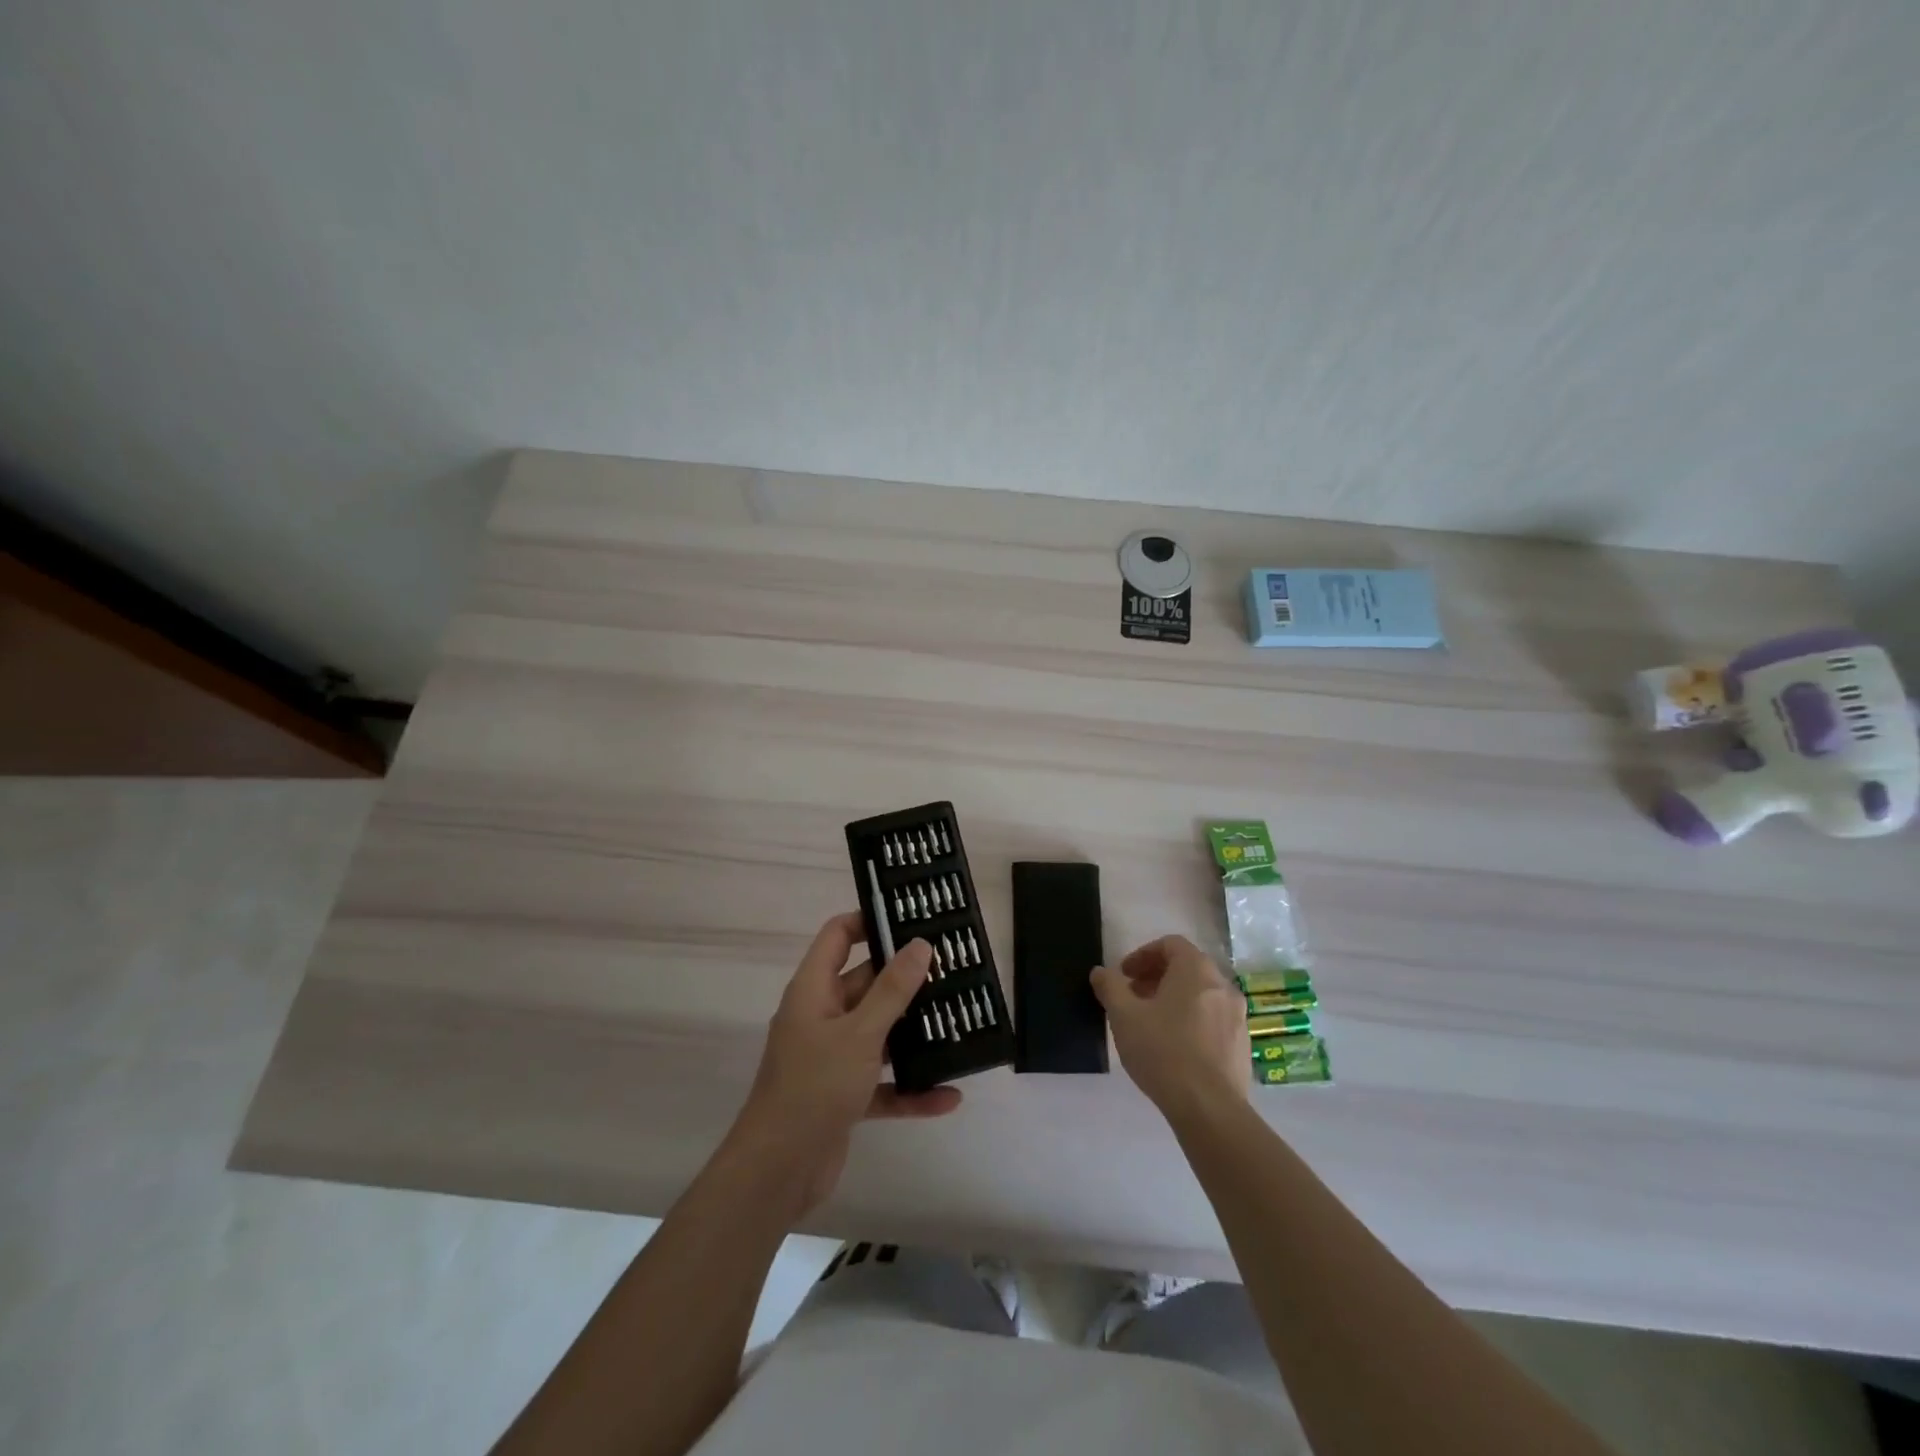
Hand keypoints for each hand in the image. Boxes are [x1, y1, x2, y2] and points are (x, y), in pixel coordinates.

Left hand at [731, 912, 961, 1213]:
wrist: (777, 1172)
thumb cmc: (815, 1086)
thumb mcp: (860, 1033)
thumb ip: (892, 989)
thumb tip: (920, 945)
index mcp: (813, 990)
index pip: (838, 936)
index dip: (869, 921)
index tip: (911, 920)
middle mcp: (820, 1017)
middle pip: (865, 983)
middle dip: (905, 979)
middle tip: (951, 970)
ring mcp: (831, 1057)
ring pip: (877, 1033)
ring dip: (912, 1033)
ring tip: (957, 1021)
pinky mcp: (843, 1095)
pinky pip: (882, 1082)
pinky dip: (910, 1088)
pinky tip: (948, 1096)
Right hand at [1092, 935, 1250, 1121]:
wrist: (1209, 1108)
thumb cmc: (1163, 1051)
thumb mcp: (1124, 1016)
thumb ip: (1110, 987)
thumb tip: (1100, 972)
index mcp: (1196, 970)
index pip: (1170, 944)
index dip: (1143, 955)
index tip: (1124, 976)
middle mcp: (1222, 985)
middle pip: (1187, 968)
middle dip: (1157, 978)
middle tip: (1133, 998)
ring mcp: (1238, 1016)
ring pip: (1202, 995)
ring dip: (1175, 999)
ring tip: (1151, 1023)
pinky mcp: (1242, 1045)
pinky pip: (1213, 1019)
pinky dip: (1192, 1021)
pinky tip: (1175, 1048)